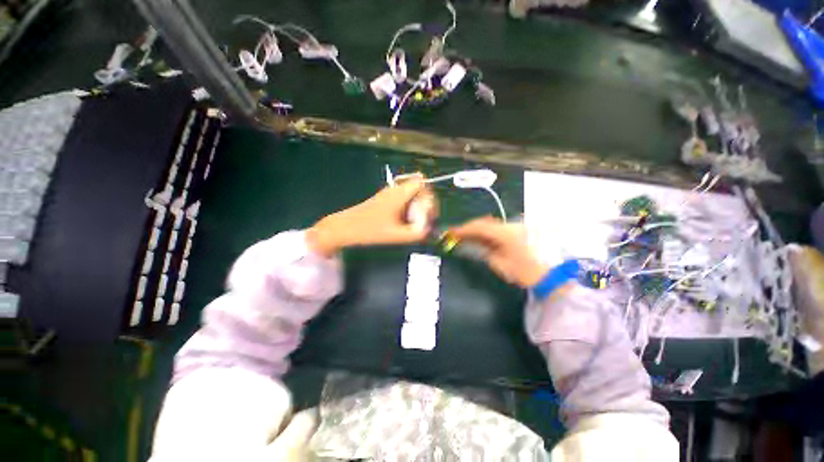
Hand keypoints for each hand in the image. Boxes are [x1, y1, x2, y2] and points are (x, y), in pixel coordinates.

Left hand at [307, 178, 435, 256]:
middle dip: (425, 203)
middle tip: (424, 220)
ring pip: (411, 194)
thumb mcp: (396, 235)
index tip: (429, 213)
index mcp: (399, 194)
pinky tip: (404, 223)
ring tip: (415, 223)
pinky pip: (403, 199)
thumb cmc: (369, 230)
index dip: (430, 196)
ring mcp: (388, 194)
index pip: (422, 182)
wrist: (344, 228)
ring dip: (417, 206)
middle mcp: (395, 189)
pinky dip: (408, 208)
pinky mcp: (384, 200)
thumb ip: (416, 233)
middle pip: (418, 188)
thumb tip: (428, 231)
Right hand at [448, 217, 548, 287]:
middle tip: (455, 233)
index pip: (479, 227)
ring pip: (489, 224)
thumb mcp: (499, 264)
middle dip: (468, 227)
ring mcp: (514, 227)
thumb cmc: (523, 273)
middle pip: (483, 222)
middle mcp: (510, 225)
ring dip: (476, 228)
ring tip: (464, 235)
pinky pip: (496, 227)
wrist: (548, 276)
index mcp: (505, 233)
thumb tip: (471, 243)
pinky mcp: (517, 231)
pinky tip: (478, 237)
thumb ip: (483, 251)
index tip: (451, 232)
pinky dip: (485, 231)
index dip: (464, 229)